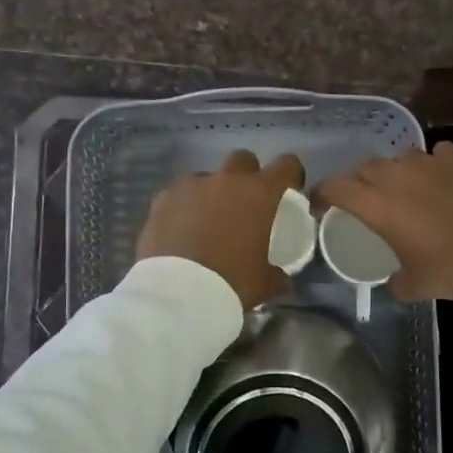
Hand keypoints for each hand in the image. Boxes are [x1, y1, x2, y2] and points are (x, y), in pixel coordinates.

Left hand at [136, 149, 305, 310]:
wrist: (178, 293)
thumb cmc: (231, 283)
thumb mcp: (266, 283)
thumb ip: (277, 273)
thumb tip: (281, 276)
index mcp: (260, 194)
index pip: (286, 165)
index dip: (290, 174)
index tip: (288, 189)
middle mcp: (226, 180)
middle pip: (243, 160)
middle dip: (247, 176)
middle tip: (245, 203)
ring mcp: (191, 186)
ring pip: (207, 177)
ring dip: (212, 193)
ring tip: (207, 222)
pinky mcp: (162, 199)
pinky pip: (178, 195)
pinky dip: (183, 208)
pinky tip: (181, 231)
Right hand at [315, 143, 452, 303]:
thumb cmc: (451, 270)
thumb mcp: (413, 285)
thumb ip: (394, 279)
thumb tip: (393, 279)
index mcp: (377, 205)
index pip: (335, 187)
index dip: (323, 194)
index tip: (322, 205)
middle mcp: (397, 176)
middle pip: (365, 168)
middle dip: (359, 182)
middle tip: (366, 200)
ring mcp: (430, 163)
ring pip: (400, 157)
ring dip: (396, 171)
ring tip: (405, 188)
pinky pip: (437, 153)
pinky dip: (433, 164)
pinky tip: (440, 178)